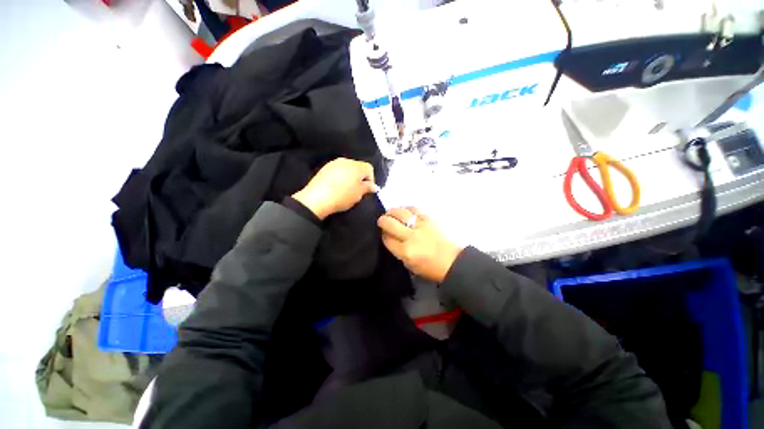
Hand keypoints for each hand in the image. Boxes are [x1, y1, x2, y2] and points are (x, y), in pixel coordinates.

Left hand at [292, 158, 377, 219]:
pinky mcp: (324, 168)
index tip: (368, 190)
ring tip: (347, 190)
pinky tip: (337, 188)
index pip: (369, 168)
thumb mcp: (359, 194)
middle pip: (358, 167)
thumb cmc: (342, 196)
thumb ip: (368, 188)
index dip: (371, 180)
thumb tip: (373, 186)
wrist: (317, 199)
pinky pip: (337, 171)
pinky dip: (340, 178)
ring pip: (347, 169)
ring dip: (350, 178)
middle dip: (360, 178)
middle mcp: (345, 161)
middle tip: (358, 191)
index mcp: (356, 166)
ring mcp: (334, 163)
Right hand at [378, 207, 462, 281]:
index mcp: (406, 252)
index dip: (383, 234)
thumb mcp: (410, 265)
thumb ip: (397, 251)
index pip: (387, 238)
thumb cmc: (431, 267)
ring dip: (392, 212)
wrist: (453, 261)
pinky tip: (403, 211)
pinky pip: (413, 209)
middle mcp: (411, 237)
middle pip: (390, 223)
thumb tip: (389, 237)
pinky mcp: (429, 218)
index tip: (383, 233)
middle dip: (383, 221)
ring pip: (400, 213)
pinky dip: (405, 208)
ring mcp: (421, 225)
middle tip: (382, 220)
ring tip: (390, 213)